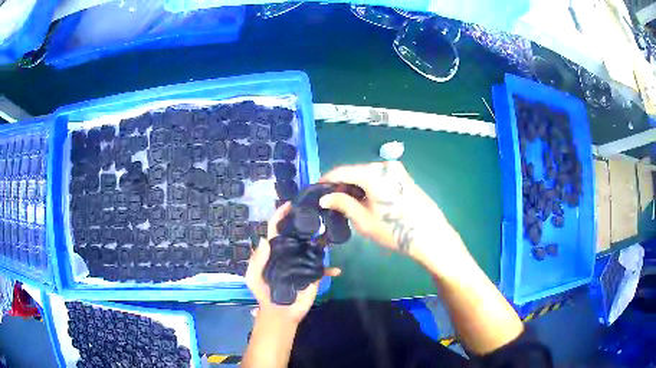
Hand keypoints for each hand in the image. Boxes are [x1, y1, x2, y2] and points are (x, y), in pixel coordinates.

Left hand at [245, 202, 340, 323]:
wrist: (278, 313)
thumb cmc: (264, 293)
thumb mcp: (253, 277)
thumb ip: (257, 260)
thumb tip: (264, 239)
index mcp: (273, 251)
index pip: (276, 229)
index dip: (280, 216)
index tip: (290, 205)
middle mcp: (289, 253)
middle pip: (296, 234)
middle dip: (304, 222)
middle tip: (315, 211)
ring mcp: (302, 263)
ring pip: (312, 247)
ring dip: (321, 241)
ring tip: (329, 231)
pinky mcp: (313, 275)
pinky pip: (323, 269)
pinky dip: (331, 269)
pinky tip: (337, 270)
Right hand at [319, 162, 461, 263]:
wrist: (430, 236)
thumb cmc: (394, 230)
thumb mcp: (363, 220)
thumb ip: (342, 203)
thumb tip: (324, 198)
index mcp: (373, 172)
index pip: (342, 171)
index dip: (327, 180)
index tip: (317, 189)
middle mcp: (385, 166)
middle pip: (356, 171)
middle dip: (342, 184)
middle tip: (331, 200)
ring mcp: (397, 171)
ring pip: (369, 175)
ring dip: (356, 186)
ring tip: (347, 203)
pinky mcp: (405, 178)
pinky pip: (381, 178)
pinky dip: (370, 187)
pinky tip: (367, 201)